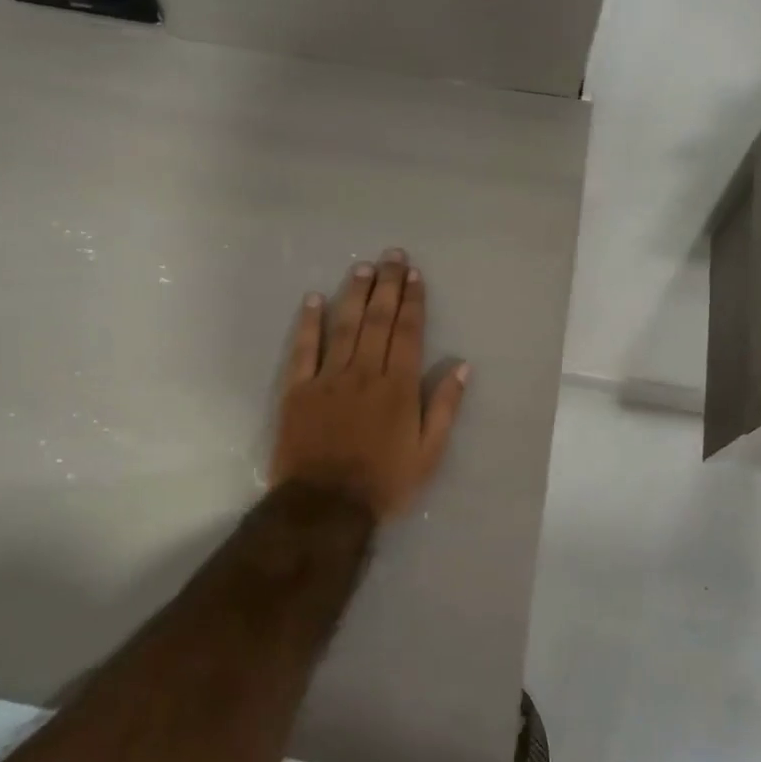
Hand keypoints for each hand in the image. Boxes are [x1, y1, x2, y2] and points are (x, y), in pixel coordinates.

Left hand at [270, 249, 468, 521]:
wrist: (326, 505)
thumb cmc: (384, 482)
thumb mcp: (429, 453)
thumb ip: (445, 407)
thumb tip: (462, 366)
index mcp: (399, 386)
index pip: (409, 332)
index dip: (413, 301)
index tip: (414, 275)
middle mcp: (365, 372)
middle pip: (378, 319)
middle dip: (387, 285)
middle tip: (391, 255)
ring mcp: (329, 378)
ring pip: (344, 326)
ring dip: (354, 294)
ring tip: (362, 267)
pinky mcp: (298, 390)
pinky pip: (304, 349)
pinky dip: (309, 323)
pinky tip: (313, 299)